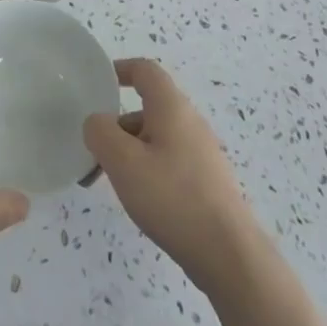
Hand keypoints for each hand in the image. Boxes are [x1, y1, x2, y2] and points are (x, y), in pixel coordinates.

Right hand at [84, 58, 266, 288]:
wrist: (229, 255)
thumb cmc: (172, 197)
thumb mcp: (123, 162)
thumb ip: (100, 132)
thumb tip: (97, 122)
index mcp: (171, 107)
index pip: (145, 70)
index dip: (119, 70)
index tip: (98, 86)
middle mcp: (190, 122)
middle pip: (148, 107)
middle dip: (118, 124)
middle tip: (97, 150)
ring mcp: (202, 153)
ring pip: (157, 137)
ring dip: (131, 150)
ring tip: (113, 182)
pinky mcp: (207, 181)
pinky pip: (170, 161)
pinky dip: (149, 169)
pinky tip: (142, 200)